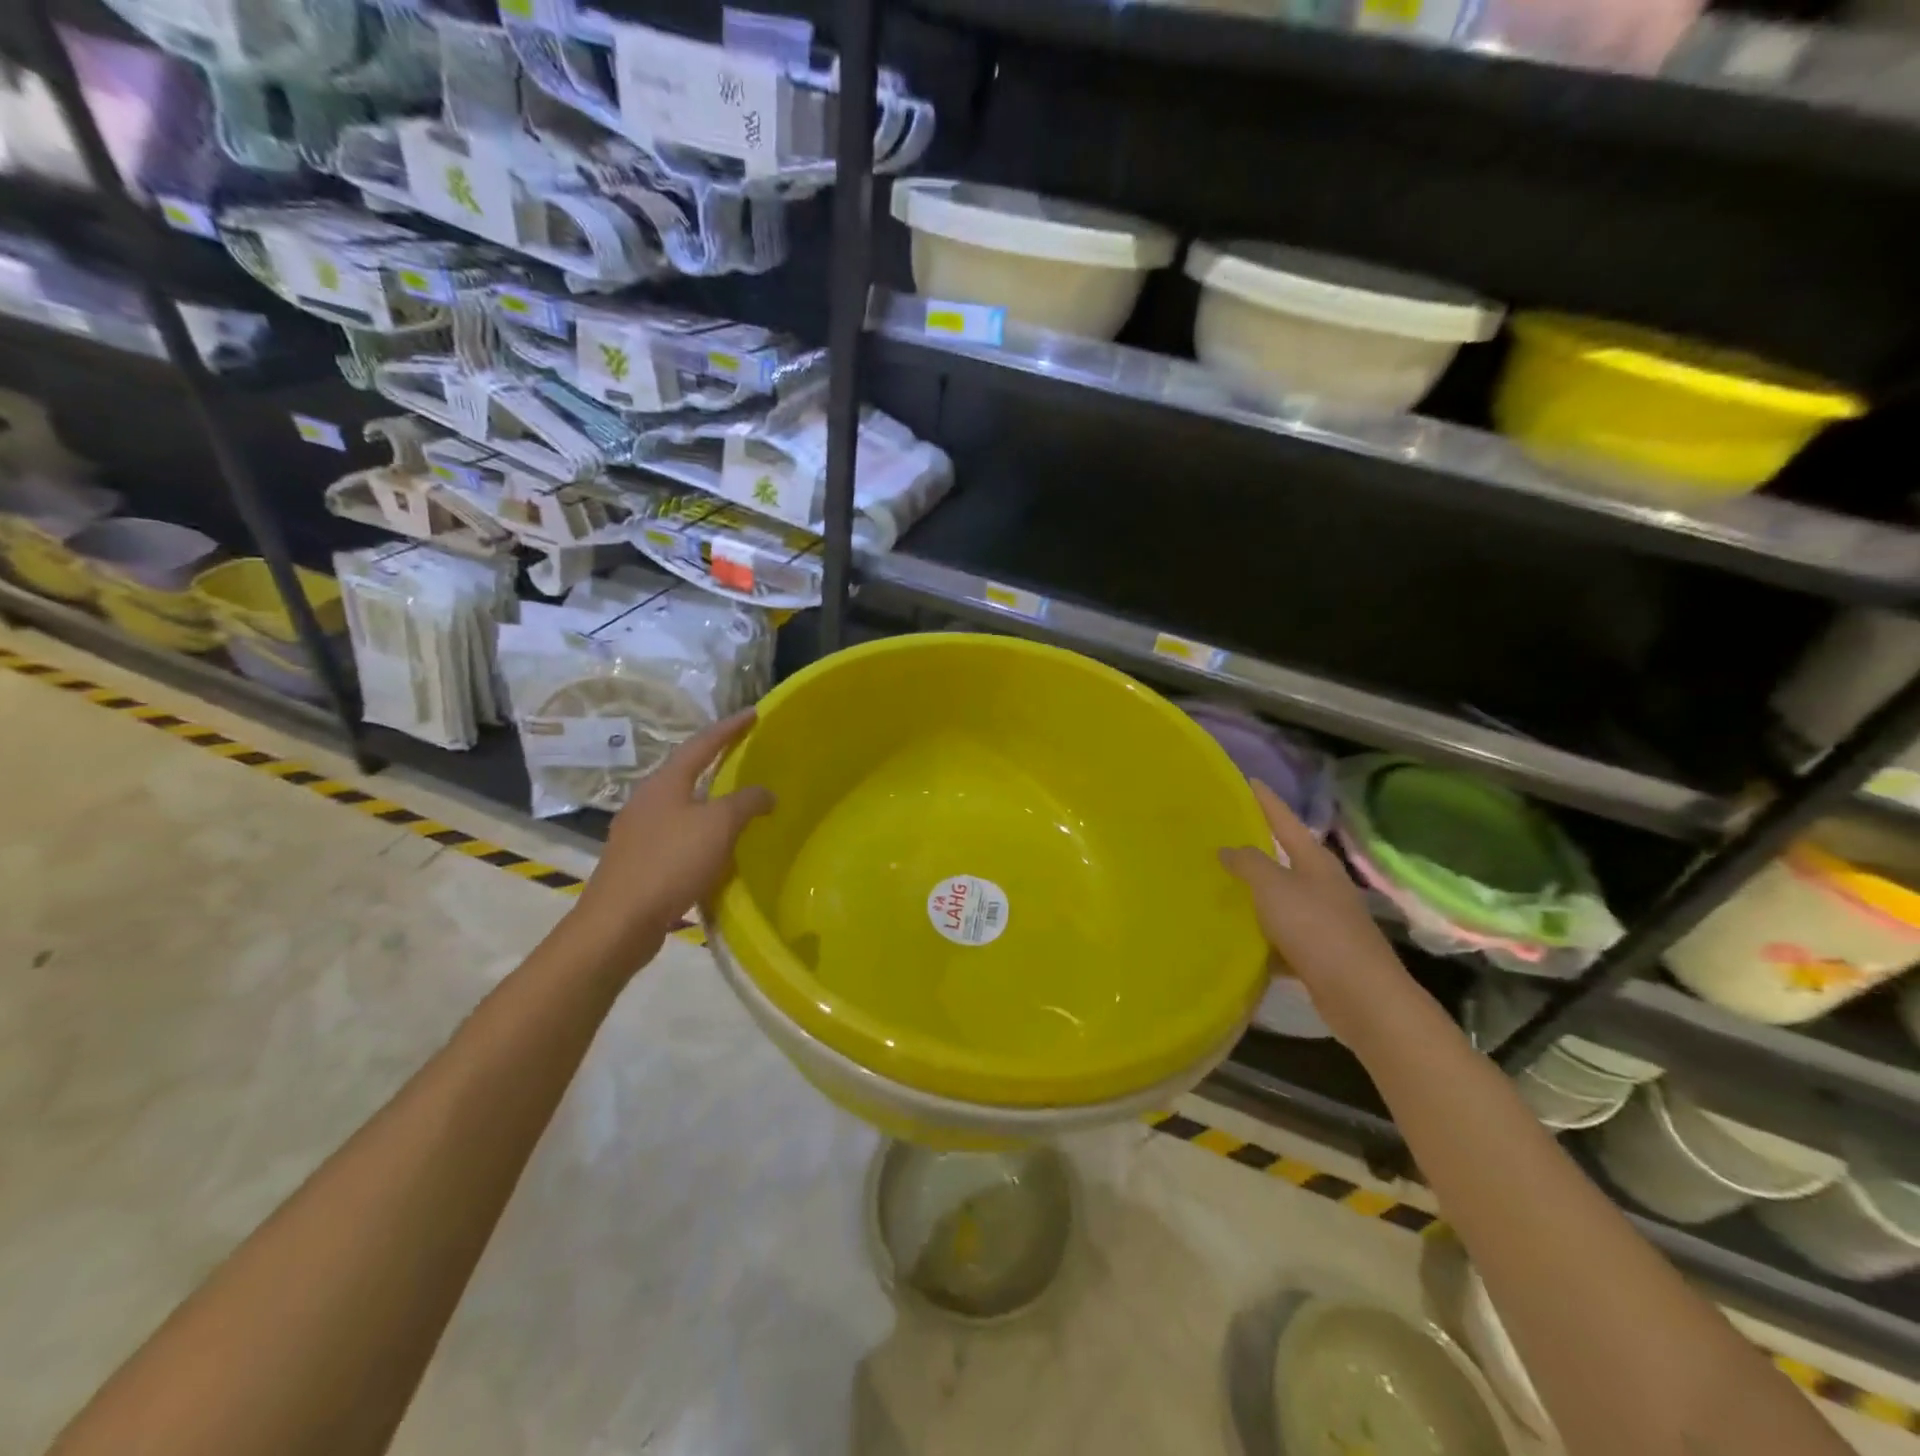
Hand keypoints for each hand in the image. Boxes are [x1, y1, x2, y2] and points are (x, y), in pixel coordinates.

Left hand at [569, 709, 774, 973]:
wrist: (619, 922)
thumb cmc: (670, 863)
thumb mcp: (718, 826)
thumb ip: (746, 802)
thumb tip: (766, 793)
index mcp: (665, 783)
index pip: (702, 744)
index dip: (729, 728)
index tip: (753, 713)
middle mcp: (647, 800)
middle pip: (686, 771)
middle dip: (715, 761)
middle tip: (744, 754)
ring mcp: (638, 832)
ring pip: (681, 805)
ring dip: (708, 800)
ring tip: (735, 802)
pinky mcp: (637, 861)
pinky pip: (676, 834)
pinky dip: (700, 832)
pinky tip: (714, 848)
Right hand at [1219, 780, 1415, 1046]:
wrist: (1361, 996)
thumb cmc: (1316, 930)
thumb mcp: (1275, 888)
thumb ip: (1249, 863)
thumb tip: (1228, 848)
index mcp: (1315, 862)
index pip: (1285, 820)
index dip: (1266, 800)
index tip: (1247, 780)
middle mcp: (1322, 885)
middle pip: (1285, 857)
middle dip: (1256, 845)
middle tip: (1220, 833)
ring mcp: (1323, 919)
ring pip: (1281, 898)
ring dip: (1255, 893)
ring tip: (1218, 884)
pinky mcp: (1318, 952)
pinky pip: (1281, 934)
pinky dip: (1261, 934)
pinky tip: (1236, 937)